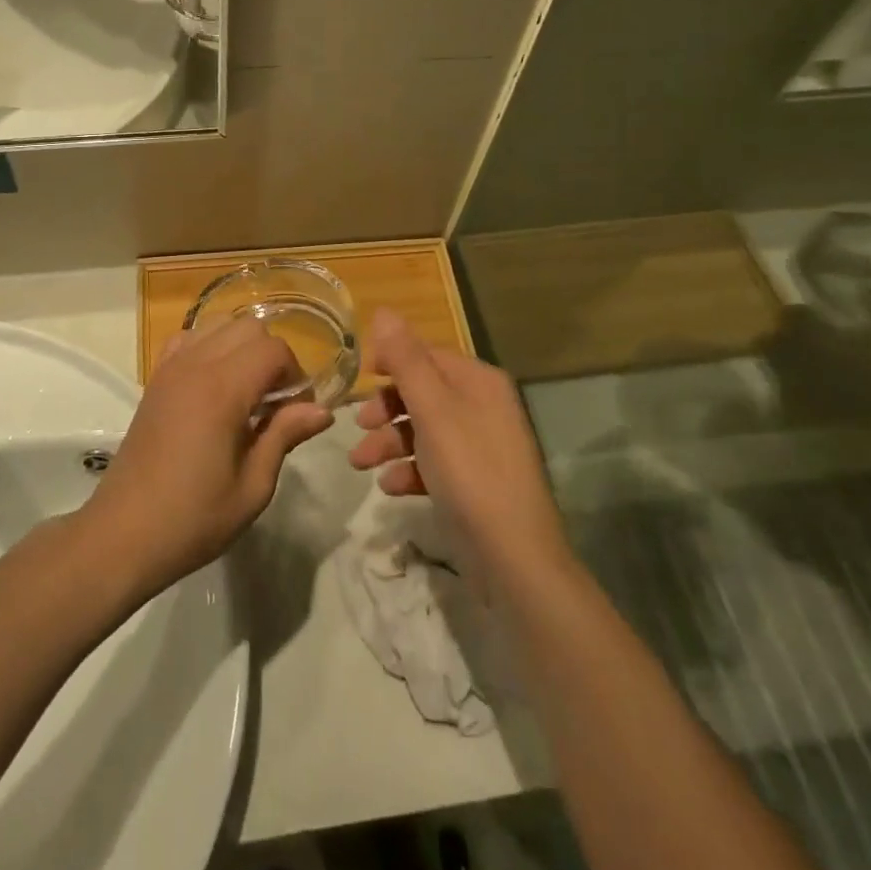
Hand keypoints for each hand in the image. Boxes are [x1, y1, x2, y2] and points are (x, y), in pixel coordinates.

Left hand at [81, 316, 333, 597]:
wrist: (122, 535)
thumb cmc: (193, 519)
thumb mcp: (252, 487)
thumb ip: (285, 435)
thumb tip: (322, 410)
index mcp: (222, 390)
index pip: (274, 349)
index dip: (295, 375)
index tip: (297, 412)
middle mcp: (195, 365)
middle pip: (248, 327)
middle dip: (272, 356)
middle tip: (275, 403)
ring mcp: (170, 368)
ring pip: (219, 325)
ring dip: (242, 348)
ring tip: (246, 392)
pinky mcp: (155, 379)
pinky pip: (189, 339)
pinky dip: (209, 348)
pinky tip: (214, 385)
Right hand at [348, 309, 568, 581]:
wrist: (514, 558)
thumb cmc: (469, 472)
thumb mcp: (433, 410)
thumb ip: (406, 360)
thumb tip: (384, 310)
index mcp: (479, 381)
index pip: (427, 353)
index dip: (391, 361)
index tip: (357, 377)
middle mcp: (483, 406)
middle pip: (423, 392)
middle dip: (386, 408)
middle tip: (357, 425)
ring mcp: (481, 446)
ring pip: (424, 429)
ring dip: (390, 441)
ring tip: (361, 464)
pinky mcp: (475, 482)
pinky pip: (434, 463)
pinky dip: (409, 470)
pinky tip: (389, 487)